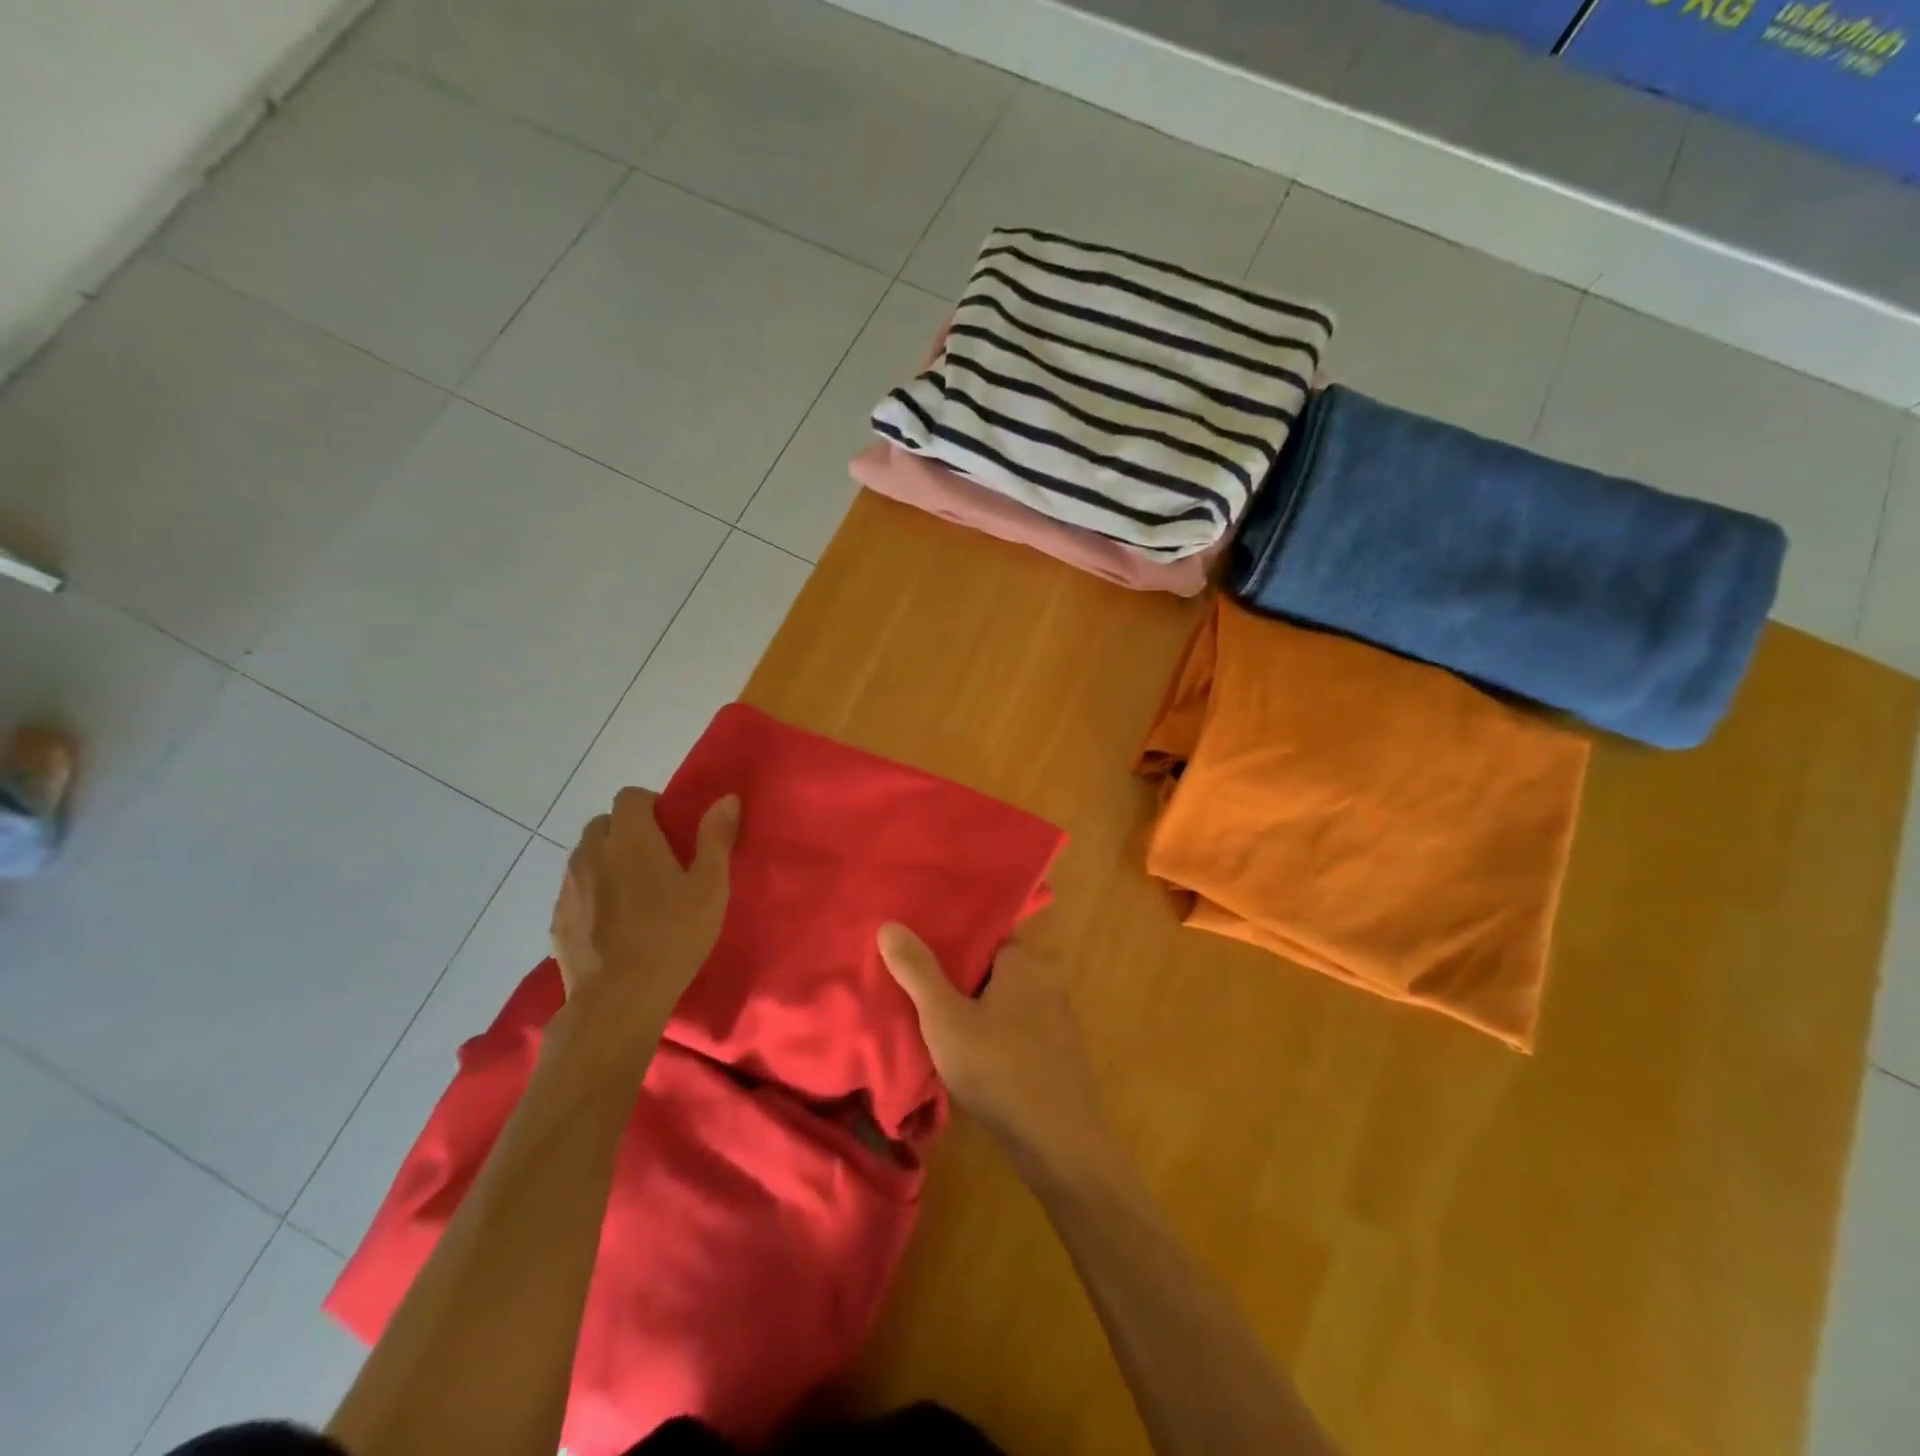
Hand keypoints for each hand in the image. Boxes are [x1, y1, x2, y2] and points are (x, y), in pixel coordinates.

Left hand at [550, 788, 738, 1027]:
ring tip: (634, 892)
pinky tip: (614, 923)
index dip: (651, 805)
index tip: (671, 830)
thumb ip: (716, 838)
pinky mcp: (557, 920)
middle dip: (626, 831)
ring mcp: (569, 888)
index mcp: (630, 839)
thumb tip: (727, 798)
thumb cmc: (673, 936)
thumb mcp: (710, 887)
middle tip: (656, 860)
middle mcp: (591, 853)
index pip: (630, 796)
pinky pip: (575, 890)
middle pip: (603, 823)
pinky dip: (592, 893)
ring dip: (607, 861)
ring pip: (585, 856)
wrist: (617, 1000)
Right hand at [878, 924, 1112, 1168]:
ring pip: (1006, 1002)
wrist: (1058, 1142)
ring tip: (937, 1020)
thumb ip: (918, 971)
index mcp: (1024, 962)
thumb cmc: (998, 1068)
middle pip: (994, 968)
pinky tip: (972, 1055)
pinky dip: (996, 1035)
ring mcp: (1057, 1019)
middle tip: (920, 987)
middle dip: (960, 977)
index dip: (953, 940)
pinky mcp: (1058, 1054)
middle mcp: (1046, 981)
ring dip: (978, 1009)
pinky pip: (1018, 1030)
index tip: (920, 950)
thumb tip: (889, 925)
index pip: (985, 935)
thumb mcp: (945, 1018)